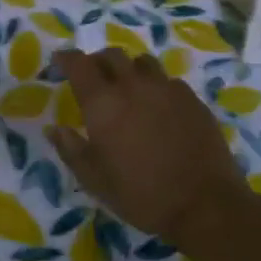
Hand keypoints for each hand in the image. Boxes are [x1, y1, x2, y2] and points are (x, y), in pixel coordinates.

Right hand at [48, 48, 248, 249]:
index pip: (78, 63)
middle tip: (93, 77)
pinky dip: (157, 86)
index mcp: (103, 102)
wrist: (205, 205)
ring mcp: (167, 89)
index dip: (66, 58)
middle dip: (97, 61)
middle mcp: (133, 85)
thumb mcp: (95, 180)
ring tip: (128, 87)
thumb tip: (54, 129)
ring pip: (142, 62)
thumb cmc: (141, 194)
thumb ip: (70, 149)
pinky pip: (169, 81)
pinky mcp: (193, 100)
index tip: (60, 61)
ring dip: (129, 69)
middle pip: (111, 55)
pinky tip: (159, 106)